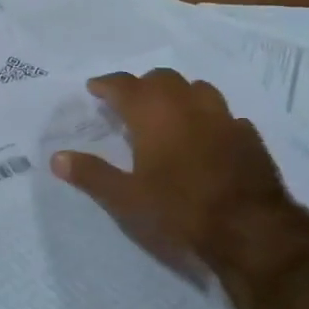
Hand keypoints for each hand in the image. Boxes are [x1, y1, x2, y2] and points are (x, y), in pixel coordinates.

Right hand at [49, 69, 308, 277]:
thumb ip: (91, 174)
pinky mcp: (248, 136)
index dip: (106, 84)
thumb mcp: (126, 199)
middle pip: (161, 78)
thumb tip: (57, 157)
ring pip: (197, 88)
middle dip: (142, 85)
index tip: (94, 88)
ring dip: (178, 94)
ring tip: (168, 112)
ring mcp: (223, 117)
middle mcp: (187, 105)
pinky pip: (223, 115)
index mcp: (153, 113)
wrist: (251, 229)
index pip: (123, 85)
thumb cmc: (179, 210)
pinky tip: (206, 136)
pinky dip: (208, 118)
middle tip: (129, 102)